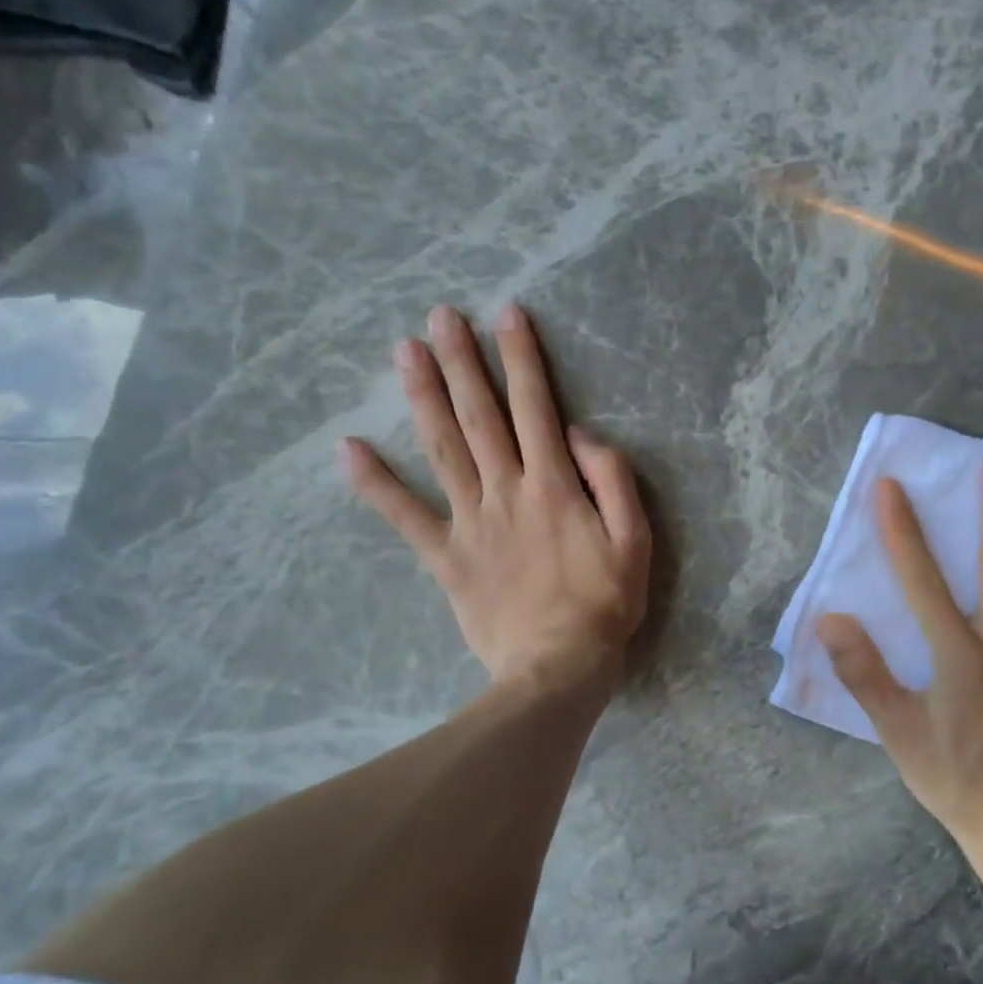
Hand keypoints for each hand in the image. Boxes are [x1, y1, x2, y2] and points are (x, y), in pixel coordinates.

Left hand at [342, 304, 651, 693]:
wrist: (557, 669)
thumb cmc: (603, 603)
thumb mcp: (634, 539)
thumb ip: (611, 478)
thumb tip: (579, 434)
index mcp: (553, 484)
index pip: (535, 406)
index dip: (522, 357)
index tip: (506, 314)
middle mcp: (505, 490)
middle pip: (479, 416)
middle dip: (462, 361)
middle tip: (439, 316)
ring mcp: (470, 522)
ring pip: (443, 448)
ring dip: (423, 397)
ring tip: (403, 352)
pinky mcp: (446, 557)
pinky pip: (406, 516)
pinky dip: (375, 483)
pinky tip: (348, 449)